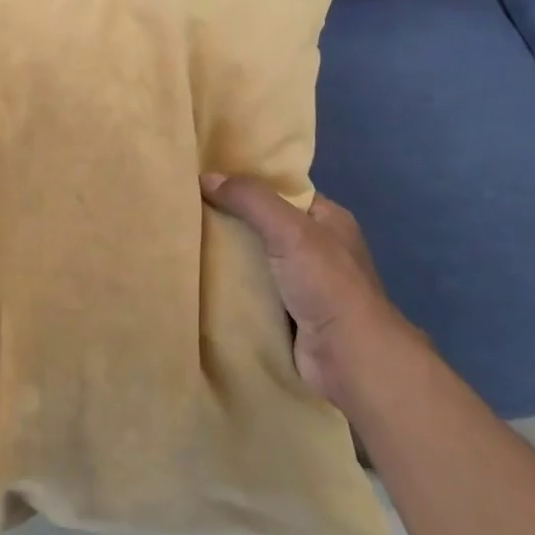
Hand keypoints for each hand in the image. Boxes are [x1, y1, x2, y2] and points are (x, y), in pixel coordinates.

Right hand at [200, 174, 416, 406]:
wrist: (349, 357)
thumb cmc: (327, 284)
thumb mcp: (289, 229)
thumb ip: (250, 200)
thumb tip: (206, 176)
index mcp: (328, 220)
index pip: (282, 191)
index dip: (248, 183)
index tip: (208, 179)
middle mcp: (317, 248)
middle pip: (264, 224)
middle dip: (231, 220)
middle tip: (188, 210)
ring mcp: (303, 283)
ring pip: (255, 259)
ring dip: (227, 255)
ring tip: (185, 241)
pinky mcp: (287, 313)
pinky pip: (252, 289)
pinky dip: (231, 285)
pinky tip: (200, 278)